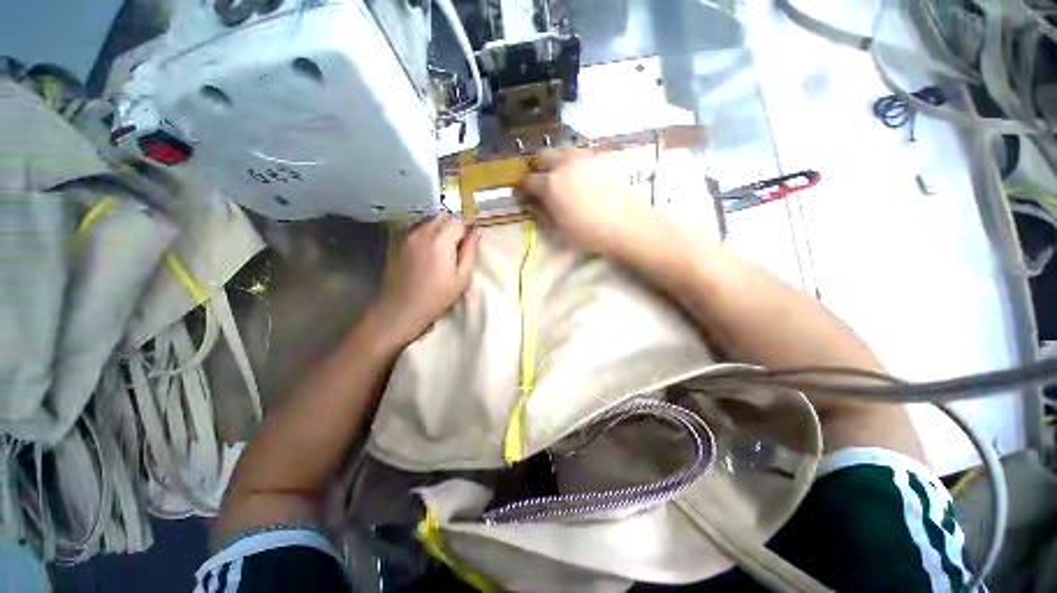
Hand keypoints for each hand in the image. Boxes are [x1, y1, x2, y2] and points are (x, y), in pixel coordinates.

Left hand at [369, 214, 480, 346]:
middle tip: (460, 240)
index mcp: (441, 240)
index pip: (459, 220)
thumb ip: (470, 251)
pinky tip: (429, 246)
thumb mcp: (462, 277)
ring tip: (445, 244)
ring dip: (440, 225)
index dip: (468, 225)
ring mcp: (407, 235)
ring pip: (428, 219)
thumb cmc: (437, 296)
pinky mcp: (397, 241)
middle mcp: (422, 231)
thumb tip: (475, 232)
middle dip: (454, 223)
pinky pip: (416, 227)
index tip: (472, 236)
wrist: (401, 308)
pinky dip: (426, 230)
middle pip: (442, 215)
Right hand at [519, 149, 655, 255]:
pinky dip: (573, 160)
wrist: (625, 224)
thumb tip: (531, 204)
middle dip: (538, 169)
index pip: (528, 181)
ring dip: (555, 161)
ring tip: (560, 175)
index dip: (524, 189)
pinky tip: (579, 173)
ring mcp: (583, 158)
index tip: (525, 195)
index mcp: (550, 185)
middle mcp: (564, 165)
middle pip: (543, 158)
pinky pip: (580, 153)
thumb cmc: (587, 233)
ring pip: (561, 151)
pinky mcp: (600, 157)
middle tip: (541, 182)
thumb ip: (540, 214)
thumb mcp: (557, 231)